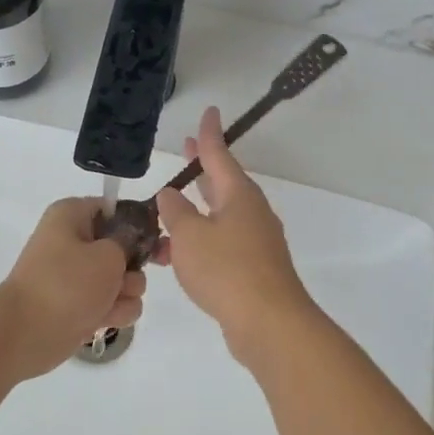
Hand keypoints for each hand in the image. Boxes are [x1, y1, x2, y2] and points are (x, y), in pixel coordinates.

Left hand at [0, 197, 146, 377]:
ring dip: (126, 294)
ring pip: (124, 280)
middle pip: (124, 248)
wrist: (26, 334)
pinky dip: (114, 313)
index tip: (155, 240)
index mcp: (72, 216)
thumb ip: (130, 242)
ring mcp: (77, 276)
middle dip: (133, 268)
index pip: (116, 209)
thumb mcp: (107, 255)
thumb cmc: (66, 284)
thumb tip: (131, 241)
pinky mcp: (80, 305)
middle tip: (126, 280)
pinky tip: (104, 321)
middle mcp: (74, 241)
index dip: (138, 224)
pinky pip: (113, 304)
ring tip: (109, 304)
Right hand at [154, 107, 314, 356]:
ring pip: (219, 217)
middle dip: (203, 168)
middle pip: (223, 182)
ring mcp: (255, 241)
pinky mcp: (253, 268)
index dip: (210, 134)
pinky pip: (220, 244)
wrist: (269, 323)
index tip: (209, 111)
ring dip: (193, 213)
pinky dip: (199, 243)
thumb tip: (170, 195)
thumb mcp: (189, 236)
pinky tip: (176, 257)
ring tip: (164, 215)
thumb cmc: (227, 269)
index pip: (220, 154)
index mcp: (239, 195)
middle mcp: (251, 212)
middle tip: (188, 150)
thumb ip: (175, 212)